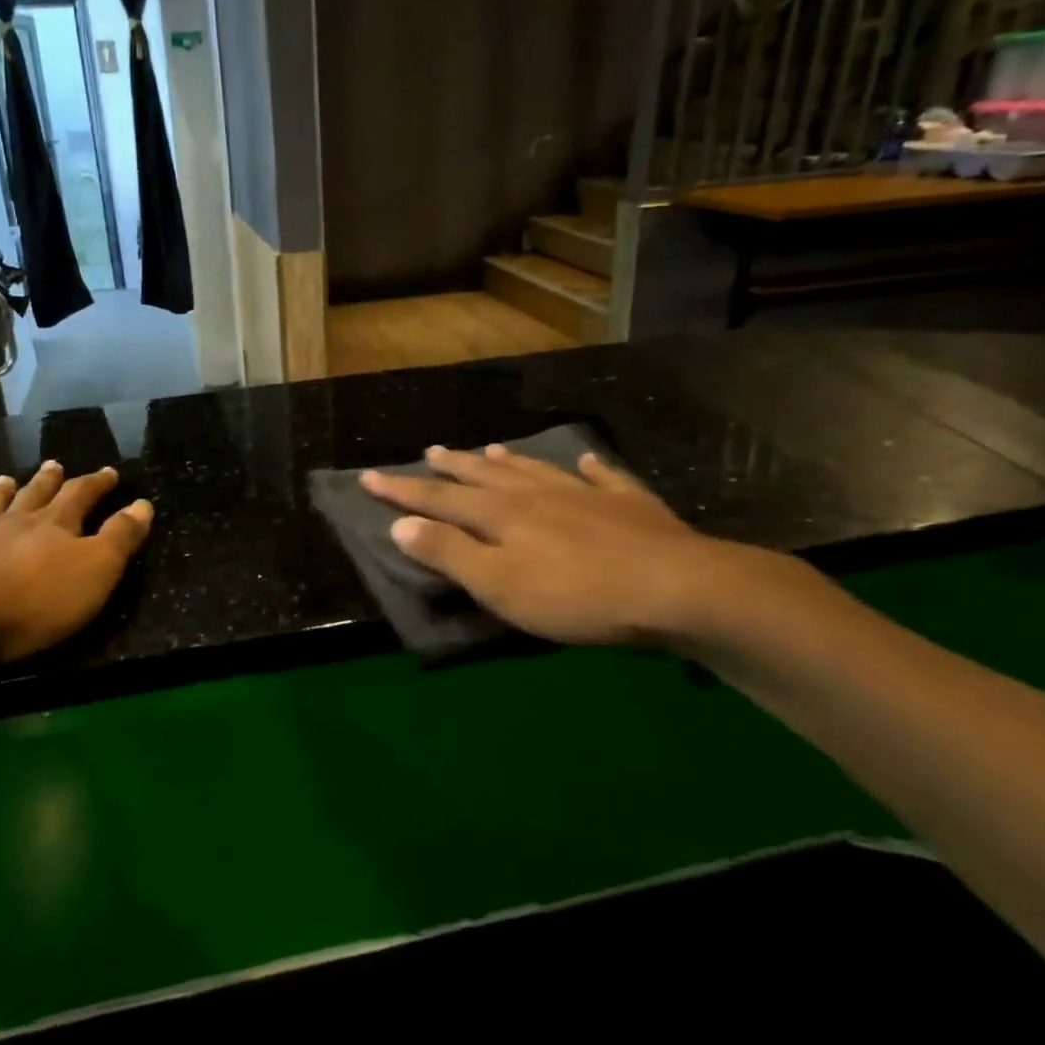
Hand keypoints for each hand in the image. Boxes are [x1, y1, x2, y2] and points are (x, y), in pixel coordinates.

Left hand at [0, 461, 152, 665]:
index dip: (96, 484)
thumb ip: (120, 538)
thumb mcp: (95, 571)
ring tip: (5, 480)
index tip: (109, 472)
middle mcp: (10, 523)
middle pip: (33, 496)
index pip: (81, 496)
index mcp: (53, 526)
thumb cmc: (33, 601)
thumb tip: (143, 504)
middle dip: (49, 482)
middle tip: (55, 465)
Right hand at [360, 444, 728, 646]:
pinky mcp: (629, 504)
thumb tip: (399, 523)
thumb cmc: (575, 595)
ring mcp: (584, 493)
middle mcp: (536, 494)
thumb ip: (448, 553)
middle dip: (453, 467)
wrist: (675, 587)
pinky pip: (603, 477)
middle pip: (484, 476)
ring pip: (535, 470)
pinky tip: (586, 461)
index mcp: (500, 514)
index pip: (438, 498)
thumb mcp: (499, 585)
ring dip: (508, 460)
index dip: (401, 490)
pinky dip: (589, 468)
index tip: (368, 477)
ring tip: (490, 450)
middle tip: (431, 451)